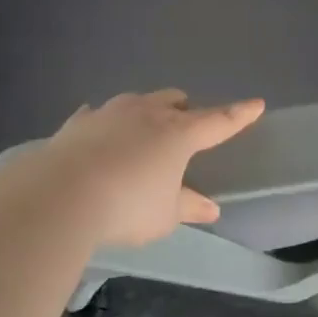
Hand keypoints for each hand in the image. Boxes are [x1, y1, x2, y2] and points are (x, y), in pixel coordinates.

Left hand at [4, 90, 265, 249]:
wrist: (61, 194)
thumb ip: (188, 206)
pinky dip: (106, 124)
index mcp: (179, 133)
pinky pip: (99, 115)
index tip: (256, 104)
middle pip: (174, 100)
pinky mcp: (79, 122)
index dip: (239, 115)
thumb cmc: (126, 206)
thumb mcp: (164, 215)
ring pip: (137, 101)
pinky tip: (100, 134)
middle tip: (185, 128)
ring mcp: (110, 112)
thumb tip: (211, 208)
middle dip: (184, 110)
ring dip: (146, 113)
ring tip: (143, 133)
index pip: (218, 121)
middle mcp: (147, 113)